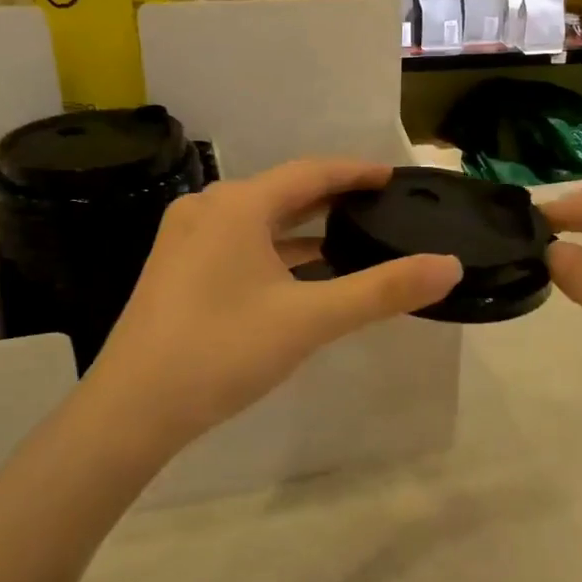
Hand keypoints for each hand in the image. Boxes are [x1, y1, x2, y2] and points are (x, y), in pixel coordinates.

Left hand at [83, 159, 461, 458]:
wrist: (131, 409)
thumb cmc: (222, 351)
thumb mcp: (310, 320)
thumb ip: (382, 290)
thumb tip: (449, 266)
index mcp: (238, 205)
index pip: (311, 172)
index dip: (356, 172)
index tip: (393, 176)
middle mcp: (209, 209)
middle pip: (283, 192)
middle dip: (332, 198)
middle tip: (378, 206)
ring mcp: (187, 239)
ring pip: (259, 220)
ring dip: (303, 227)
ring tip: (349, 236)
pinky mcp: (177, 269)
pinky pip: (240, 244)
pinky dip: (276, 251)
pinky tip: (301, 273)